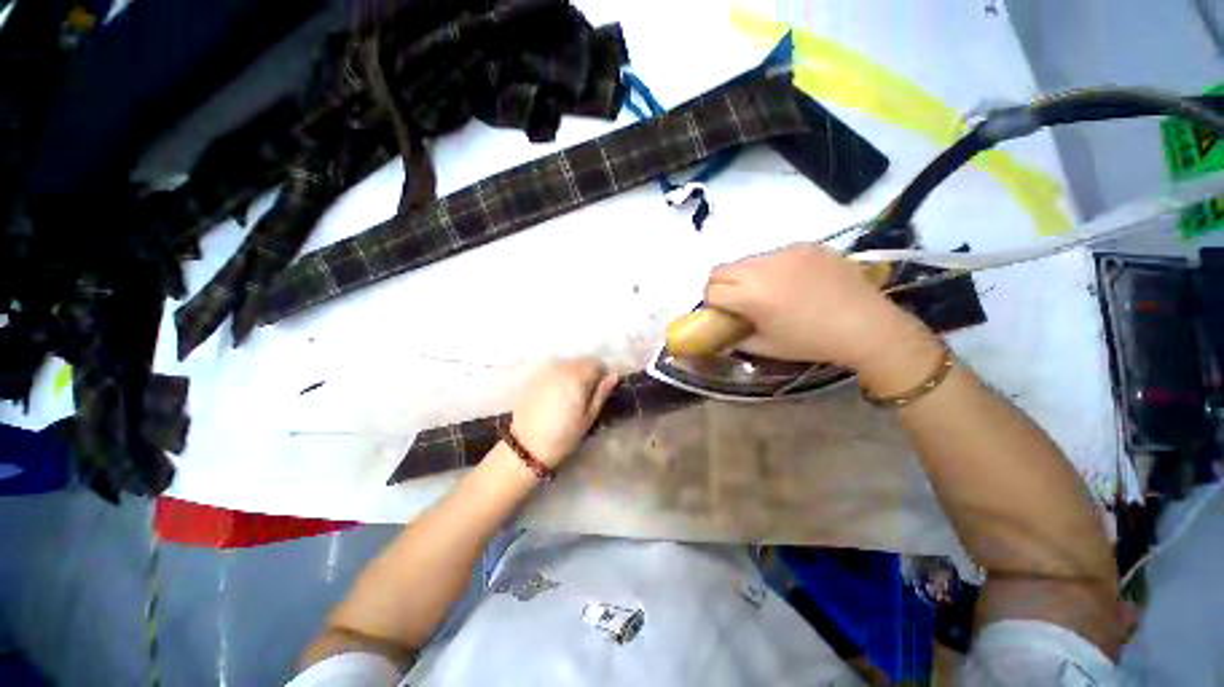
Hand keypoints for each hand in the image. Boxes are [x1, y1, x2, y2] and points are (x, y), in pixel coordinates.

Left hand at [509, 359, 619, 467]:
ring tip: (572, 396)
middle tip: (588, 394)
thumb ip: (601, 393)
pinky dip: (560, 378)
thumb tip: (614, 375)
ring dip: (574, 374)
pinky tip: (557, 396)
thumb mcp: (588, 417)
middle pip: (581, 362)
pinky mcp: (534, 379)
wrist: (526, 448)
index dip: (602, 374)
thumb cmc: (563, 436)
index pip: (596, 363)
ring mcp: (545, 372)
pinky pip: (554, 371)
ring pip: (567, 365)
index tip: (601, 389)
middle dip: (588, 373)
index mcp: (577, 377)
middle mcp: (561, 368)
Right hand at [704, 243, 932, 371]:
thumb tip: (721, 333)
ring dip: (746, 276)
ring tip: (769, 291)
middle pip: (721, 269)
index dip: (712, 304)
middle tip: (738, 301)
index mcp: (752, 295)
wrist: (867, 326)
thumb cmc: (811, 342)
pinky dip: (772, 268)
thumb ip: (736, 338)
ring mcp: (786, 252)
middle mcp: (764, 267)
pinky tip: (793, 283)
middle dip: (721, 286)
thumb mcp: (766, 347)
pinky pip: (774, 254)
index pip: (711, 290)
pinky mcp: (806, 245)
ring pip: (747, 260)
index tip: (724, 314)